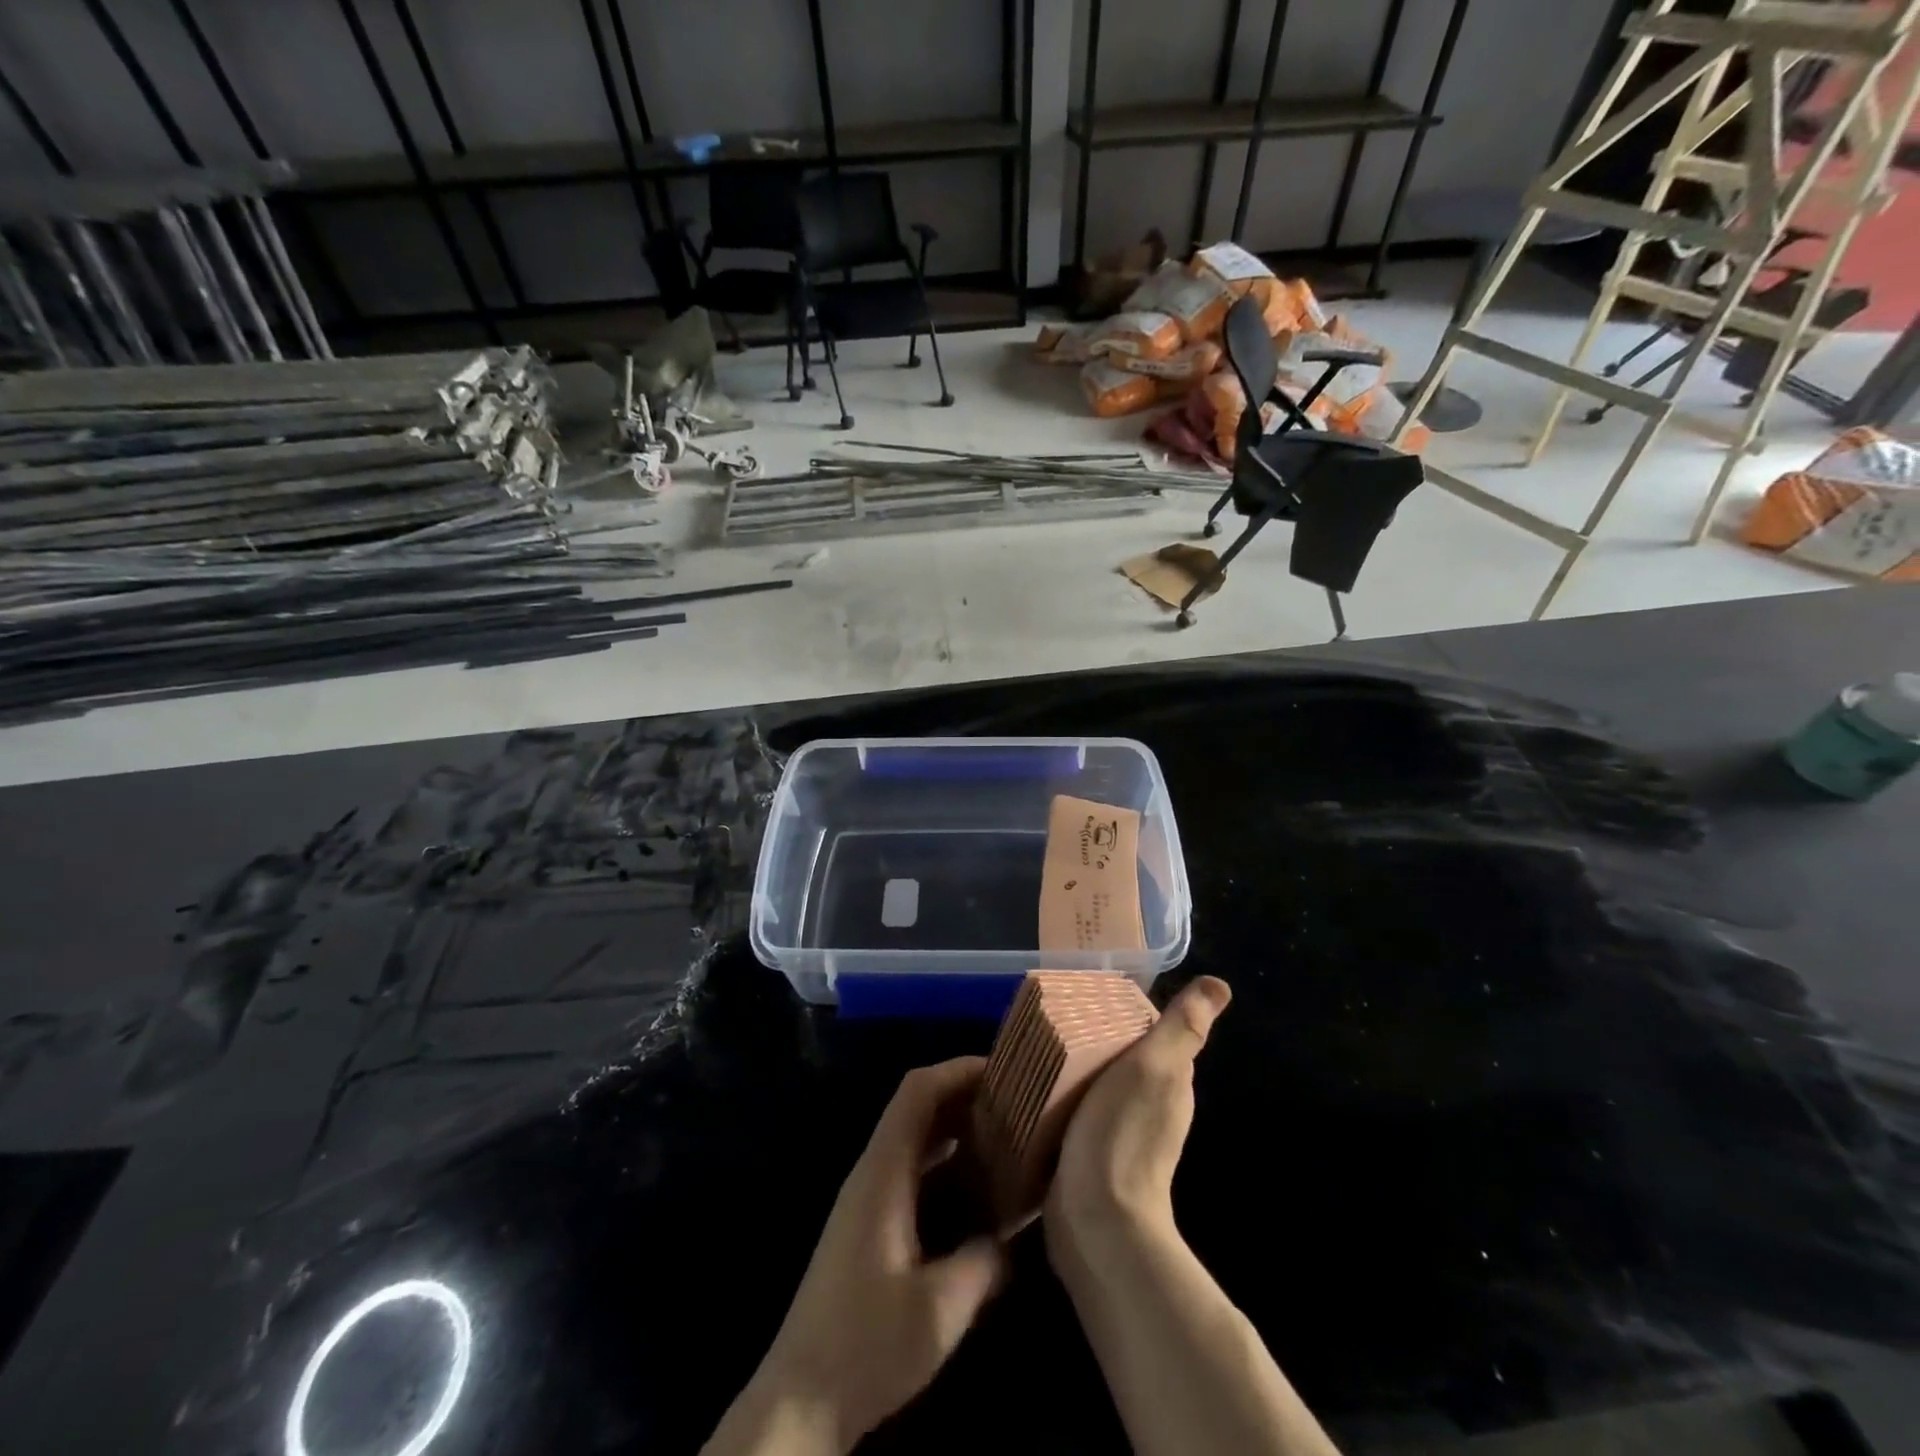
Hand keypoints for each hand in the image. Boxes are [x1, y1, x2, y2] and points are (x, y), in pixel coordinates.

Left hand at [704, 1058, 1009, 1455]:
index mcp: (883, 1171)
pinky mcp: (869, 1225)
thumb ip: (984, 1262)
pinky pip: (912, 1172)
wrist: (801, 1398)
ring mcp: (867, 1198)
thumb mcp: (939, 1308)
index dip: (958, 1070)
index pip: (917, 1090)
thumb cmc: (867, 1343)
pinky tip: (977, 1195)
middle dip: (966, 1097)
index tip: (1006, 1072)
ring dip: (957, 1132)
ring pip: (915, 1140)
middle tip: (1018, 1107)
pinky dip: (946, 1166)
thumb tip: (1011, 1238)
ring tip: (1007, 1142)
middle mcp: (872, 1172)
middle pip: (917, 1108)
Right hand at [1045, 976, 1230, 1258]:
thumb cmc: (1124, 1132)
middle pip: (1125, 1060)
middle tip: (1060, 1021)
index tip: (1093, 1000)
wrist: (1097, 1221)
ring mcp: (1124, 1137)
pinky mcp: (1093, 1158)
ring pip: (1102, 1087)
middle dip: (1099, 1041)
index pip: (1153, 1036)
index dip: (1128, 1017)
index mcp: (1172, 1083)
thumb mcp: (1154, 1066)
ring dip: (1081, 1072)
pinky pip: (1081, 1114)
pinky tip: (1043, 1092)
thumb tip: (1220, 984)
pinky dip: (1068, 1100)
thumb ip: (1182, 1027)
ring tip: (1045, 1051)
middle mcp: (1155, 1109)